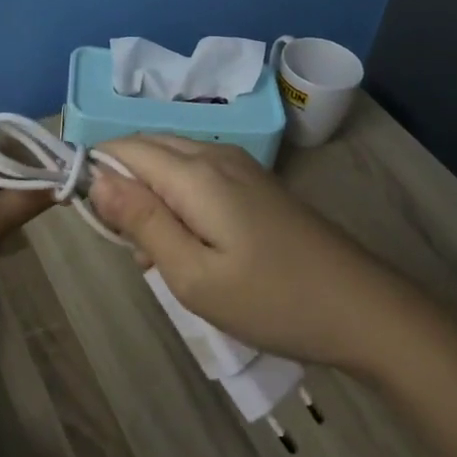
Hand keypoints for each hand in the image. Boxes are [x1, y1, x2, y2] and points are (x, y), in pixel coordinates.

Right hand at [89, 136, 409, 370]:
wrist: (363, 309)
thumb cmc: (273, 300)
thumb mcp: (194, 276)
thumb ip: (142, 222)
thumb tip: (95, 179)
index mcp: (196, 172)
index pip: (124, 148)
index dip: (96, 173)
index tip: (93, 222)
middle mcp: (215, 154)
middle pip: (147, 149)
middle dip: (123, 187)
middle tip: (129, 248)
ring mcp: (240, 166)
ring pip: (171, 162)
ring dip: (151, 198)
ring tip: (160, 257)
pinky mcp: (255, 184)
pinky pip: (198, 176)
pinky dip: (178, 201)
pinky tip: (191, 247)